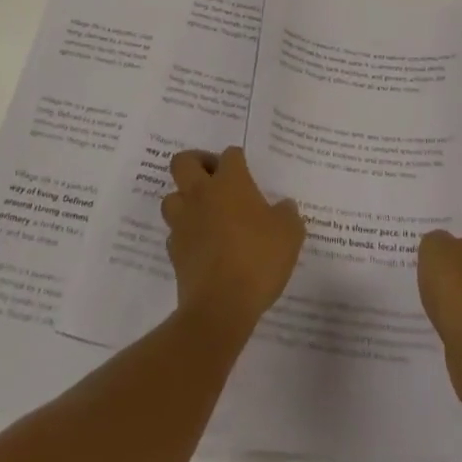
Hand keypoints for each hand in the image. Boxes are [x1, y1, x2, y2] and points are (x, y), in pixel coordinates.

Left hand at [162, 147, 305, 338]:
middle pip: (183, 162)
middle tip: (214, 179)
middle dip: (196, 164)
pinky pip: (174, 233)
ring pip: (171, 197)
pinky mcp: (174, 252)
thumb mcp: (289, 233)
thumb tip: (284, 207)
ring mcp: (183, 222)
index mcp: (229, 182)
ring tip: (205, 213)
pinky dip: (185, 234)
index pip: (230, 155)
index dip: (238, 161)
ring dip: (185, 200)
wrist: (220, 307)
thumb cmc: (257, 259)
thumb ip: (287, 214)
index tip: (246, 174)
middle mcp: (201, 194)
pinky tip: (201, 245)